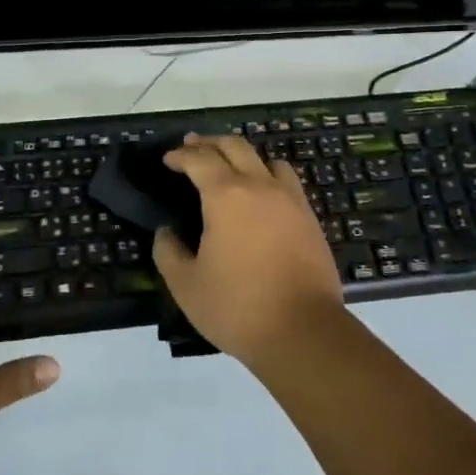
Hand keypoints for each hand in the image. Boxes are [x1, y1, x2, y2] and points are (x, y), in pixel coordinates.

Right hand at [152, 135, 346, 365]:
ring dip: (243, 156)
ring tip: (230, 166)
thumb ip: (168, 252)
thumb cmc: (237, 307)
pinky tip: (262, 195)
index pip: (199, 159)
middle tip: (192, 147)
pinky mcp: (310, 219)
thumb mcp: (186, 285)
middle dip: (209, 143)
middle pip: (234, 147)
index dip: (180, 155)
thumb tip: (165, 233)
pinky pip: (287, 181)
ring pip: (266, 159)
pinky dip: (268, 176)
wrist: (304, 332)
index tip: (168, 160)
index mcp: (225, 195)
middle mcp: (259, 186)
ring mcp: (290, 200)